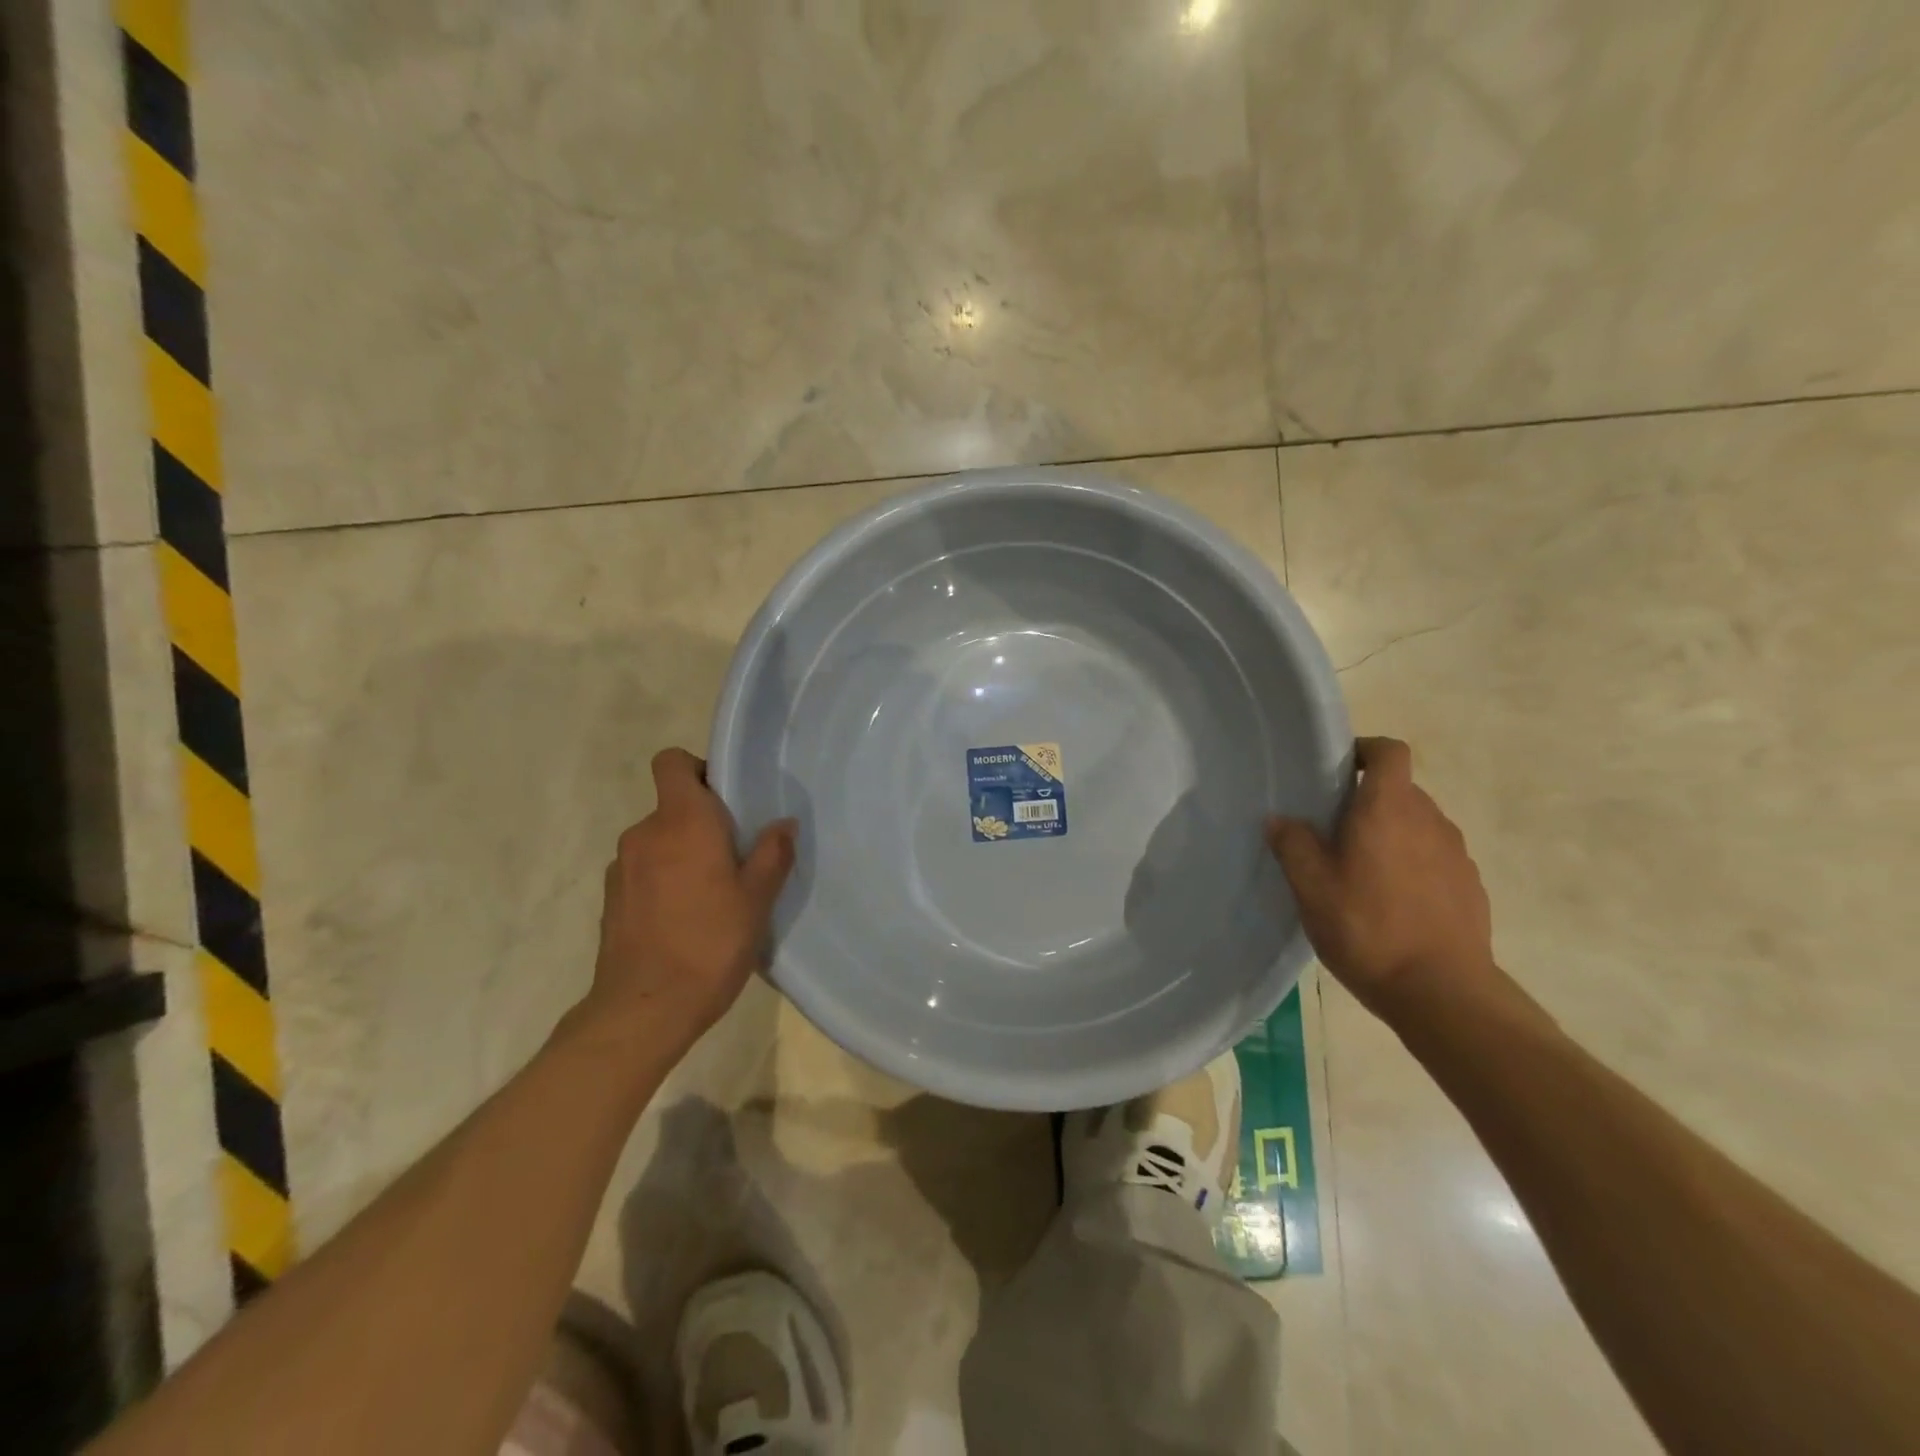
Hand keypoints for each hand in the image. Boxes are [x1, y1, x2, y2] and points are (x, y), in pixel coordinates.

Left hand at [586, 748, 796, 1051]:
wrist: (645, 1008)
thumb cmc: (710, 943)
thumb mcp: (757, 899)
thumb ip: (772, 854)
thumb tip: (783, 824)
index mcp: (682, 821)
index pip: (672, 762)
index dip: (698, 769)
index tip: (726, 799)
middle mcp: (645, 833)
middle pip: (672, 805)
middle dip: (702, 821)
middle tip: (735, 856)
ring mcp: (621, 867)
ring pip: (659, 841)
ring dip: (682, 853)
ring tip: (711, 894)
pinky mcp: (611, 898)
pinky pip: (644, 870)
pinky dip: (663, 880)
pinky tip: (684, 918)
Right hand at [1266, 737, 1498, 1022]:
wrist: (1443, 992)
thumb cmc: (1367, 928)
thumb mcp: (1311, 888)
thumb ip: (1293, 845)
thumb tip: (1280, 819)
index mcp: (1388, 809)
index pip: (1389, 752)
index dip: (1365, 750)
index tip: (1339, 771)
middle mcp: (1429, 820)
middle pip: (1400, 790)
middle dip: (1367, 802)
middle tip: (1333, 833)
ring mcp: (1456, 854)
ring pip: (1417, 825)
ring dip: (1391, 835)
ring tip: (1361, 874)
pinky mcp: (1470, 886)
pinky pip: (1435, 858)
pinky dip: (1413, 865)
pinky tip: (1393, 904)